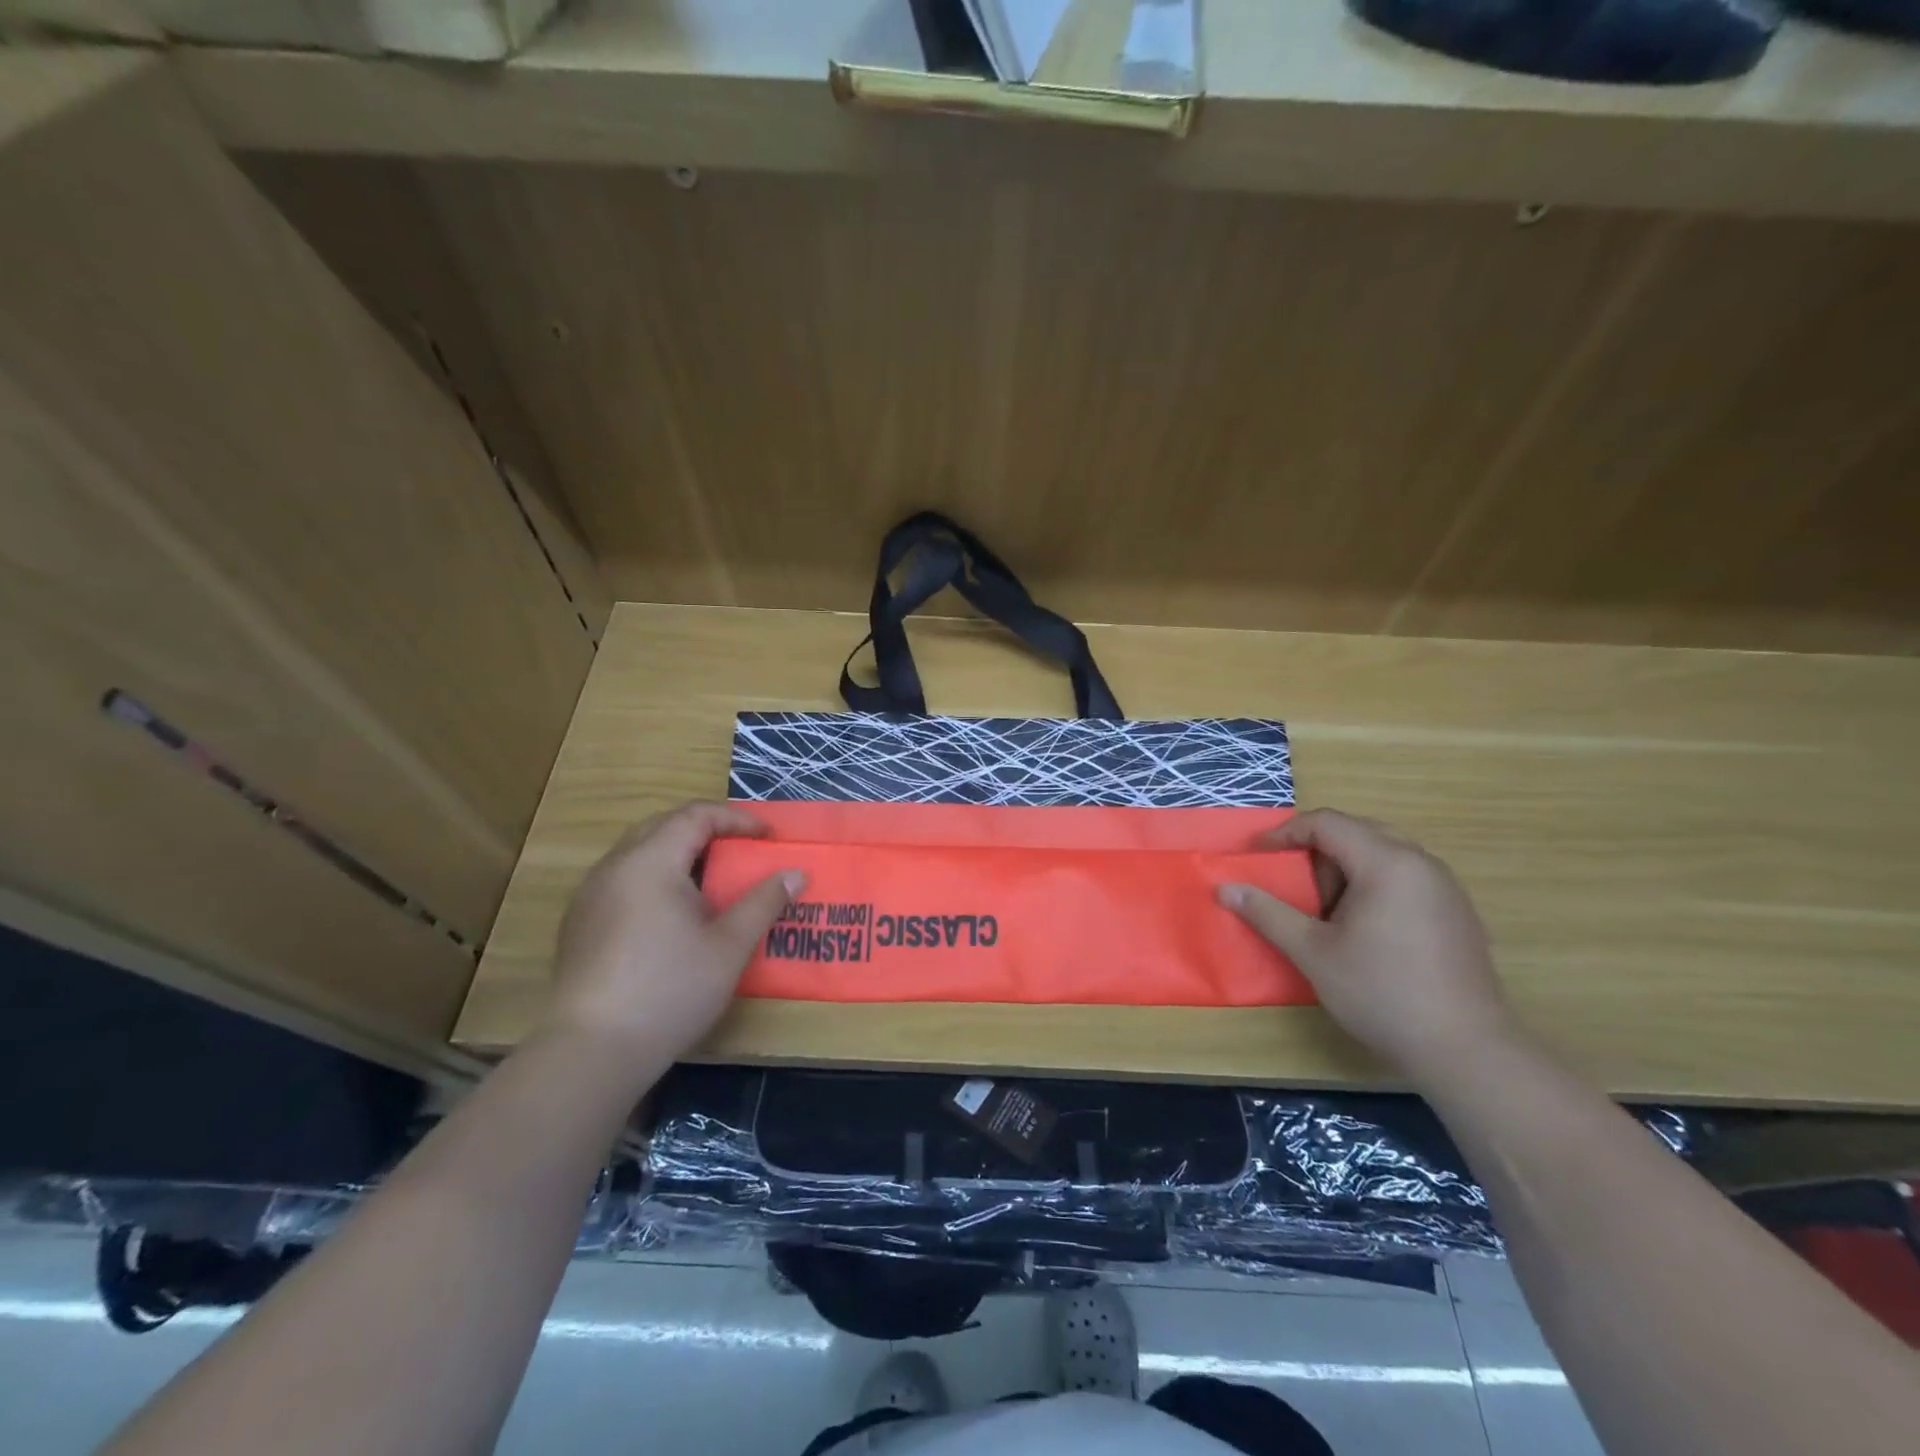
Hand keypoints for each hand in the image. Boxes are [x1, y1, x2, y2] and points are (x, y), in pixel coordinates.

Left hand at [545, 803, 802, 1065]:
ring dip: (679, 853)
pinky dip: (655, 877)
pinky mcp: (580, 923)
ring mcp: (591, 895)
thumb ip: (764, 902)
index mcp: (651, 862)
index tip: (768, 837)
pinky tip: (672, 914)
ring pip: (639, 852)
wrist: (592, 1050)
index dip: (736, 819)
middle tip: (741, 850)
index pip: (695, 815)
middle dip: (706, 830)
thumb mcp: (730, 945)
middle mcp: (615, 867)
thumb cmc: (670, 990)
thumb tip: (795, 873)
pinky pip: (623, 879)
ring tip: (712, 880)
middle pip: (663, 825)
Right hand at [1220, 809, 1518, 1082]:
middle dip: (1316, 849)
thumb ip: (1268, 913)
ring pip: (1384, 853)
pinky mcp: (1457, 912)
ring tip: (1323, 908)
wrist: (1466, 1050)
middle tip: (1290, 880)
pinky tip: (1362, 927)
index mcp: (1387, 863)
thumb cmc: (1381, 992)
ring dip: (1345, 868)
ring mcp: (1445, 887)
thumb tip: (1225, 889)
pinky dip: (1373, 884)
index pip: (1328, 823)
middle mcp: (1422, 863)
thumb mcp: (1312, 952)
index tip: (1258, 857)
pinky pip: (1406, 876)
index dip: (1286, 834)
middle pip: (1358, 831)